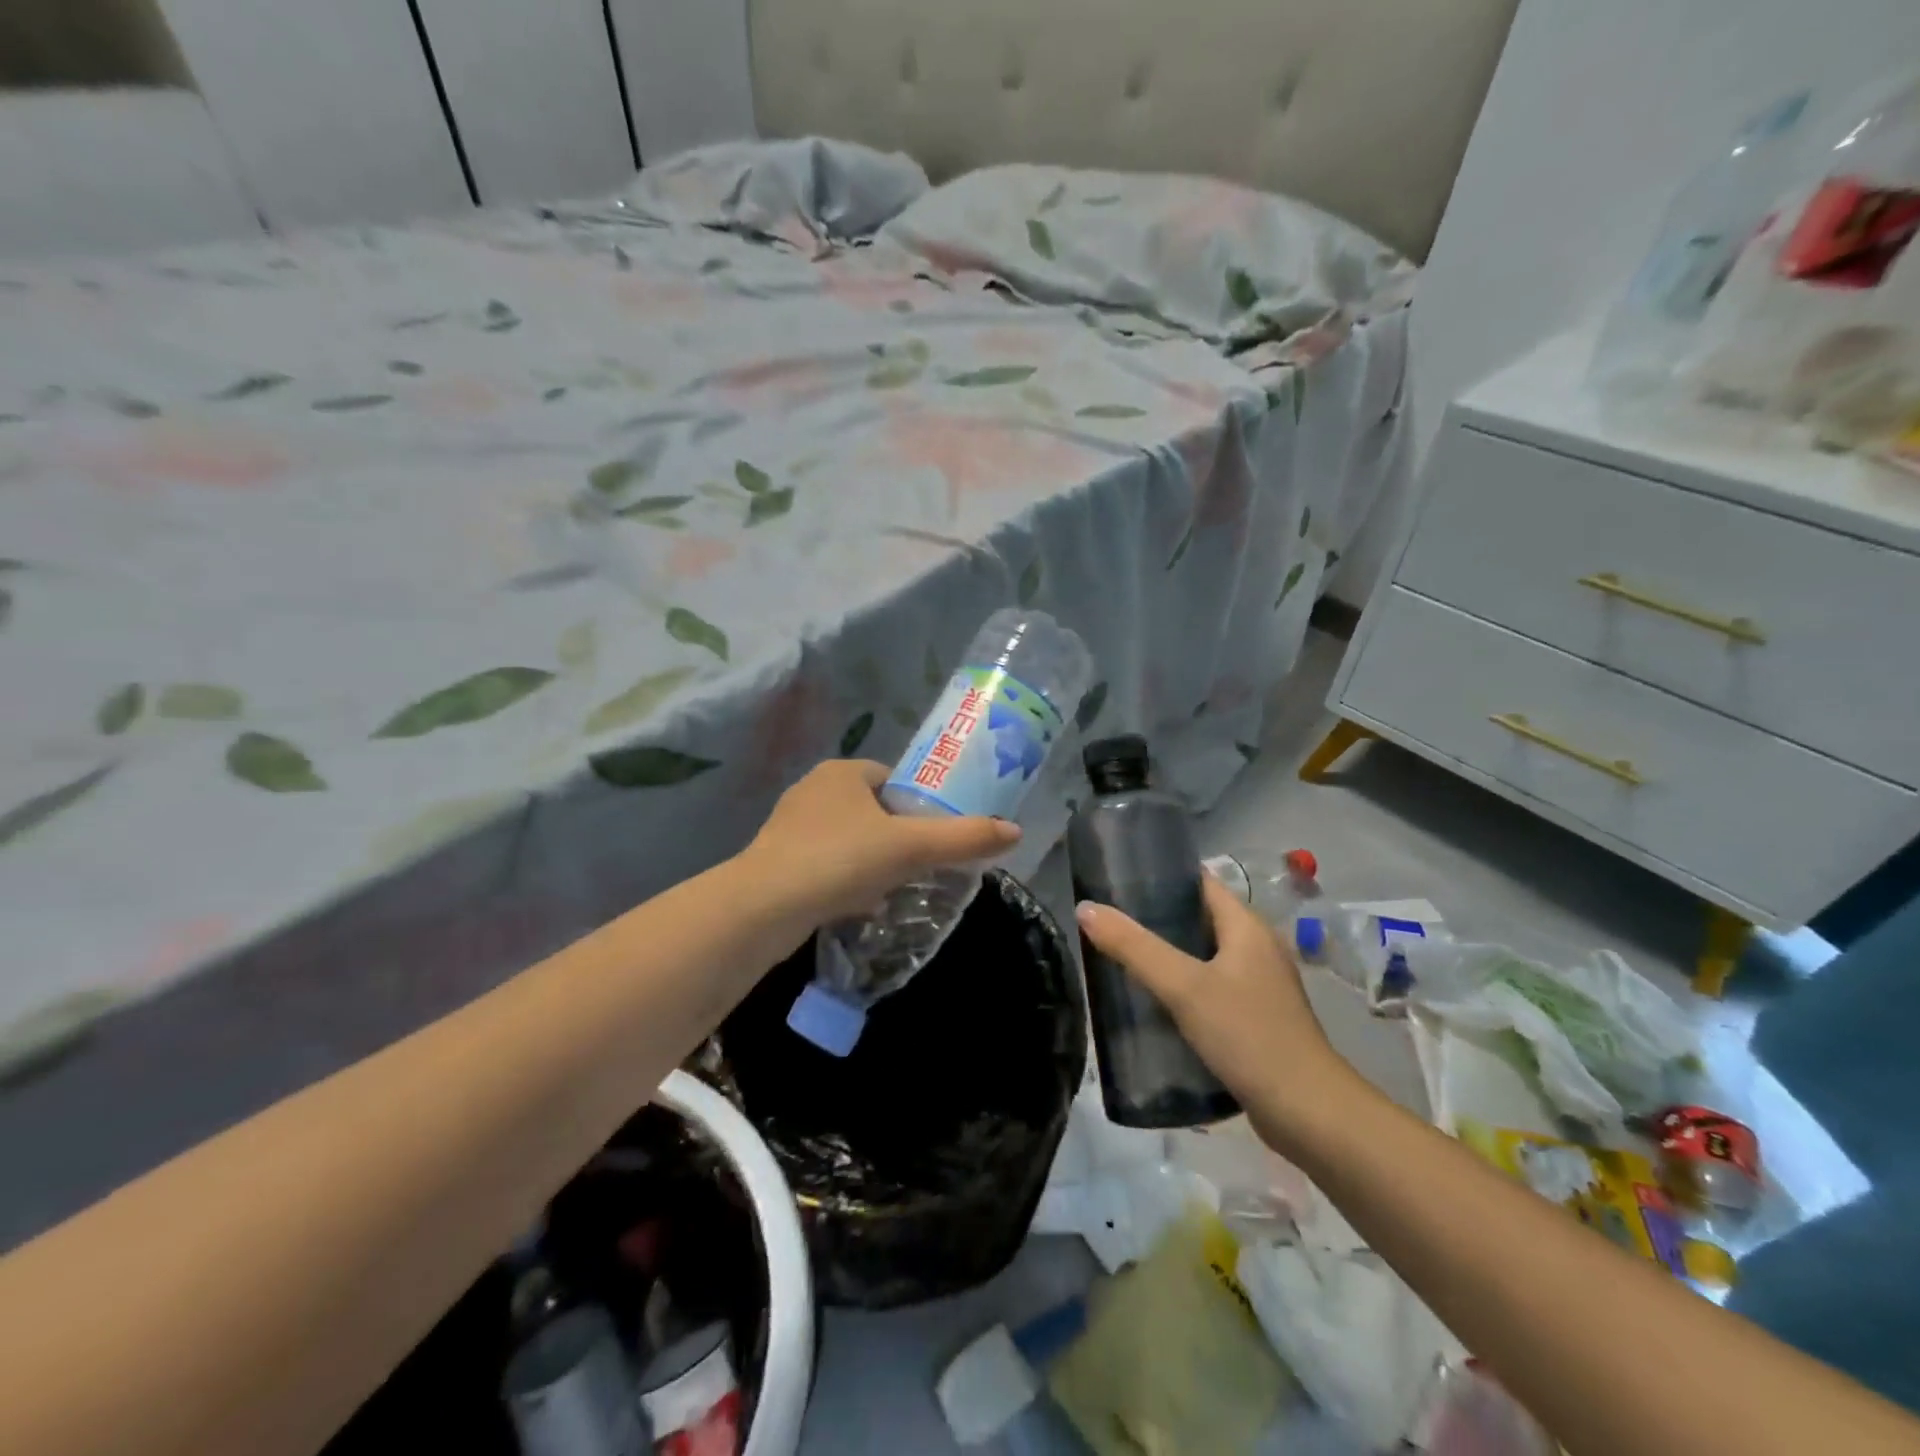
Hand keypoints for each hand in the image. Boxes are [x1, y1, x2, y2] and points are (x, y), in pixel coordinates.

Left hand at [744, 759, 1020, 924]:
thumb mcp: (911, 847)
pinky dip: (846, 879)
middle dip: (896, 836)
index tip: (935, 837)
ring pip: (848, 838)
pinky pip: (825, 863)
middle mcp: (813, 790)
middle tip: (919, 866)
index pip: (893, 779)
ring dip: (871, 860)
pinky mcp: (776, 860)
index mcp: (842, 772)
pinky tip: (859, 904)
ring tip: (894, 888)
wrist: (764, 908)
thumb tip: (1015, 831)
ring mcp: (790, 825)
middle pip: (872, 810)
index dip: (919, 806)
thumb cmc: (841, 860)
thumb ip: (963, 838)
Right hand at [1075, 874, 1358, 1153]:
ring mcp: (1259, 986)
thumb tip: (1086, 908)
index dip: (1161, 877)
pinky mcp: (1255, 1020)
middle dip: (1155, 920)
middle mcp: (1256, 948)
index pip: (1200, 883)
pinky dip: (1181, 989)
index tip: (1117, 881)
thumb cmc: (1248, 1036)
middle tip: (1109, 924)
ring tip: (1119, 959)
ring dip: (1166, 957)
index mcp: (1247, 926)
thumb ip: (1134, 947)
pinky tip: (1151, 1004)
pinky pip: (1210, 990)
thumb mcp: (1184, 987)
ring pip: (1203, 957)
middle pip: (1199, 919)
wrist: (1309, 1114)